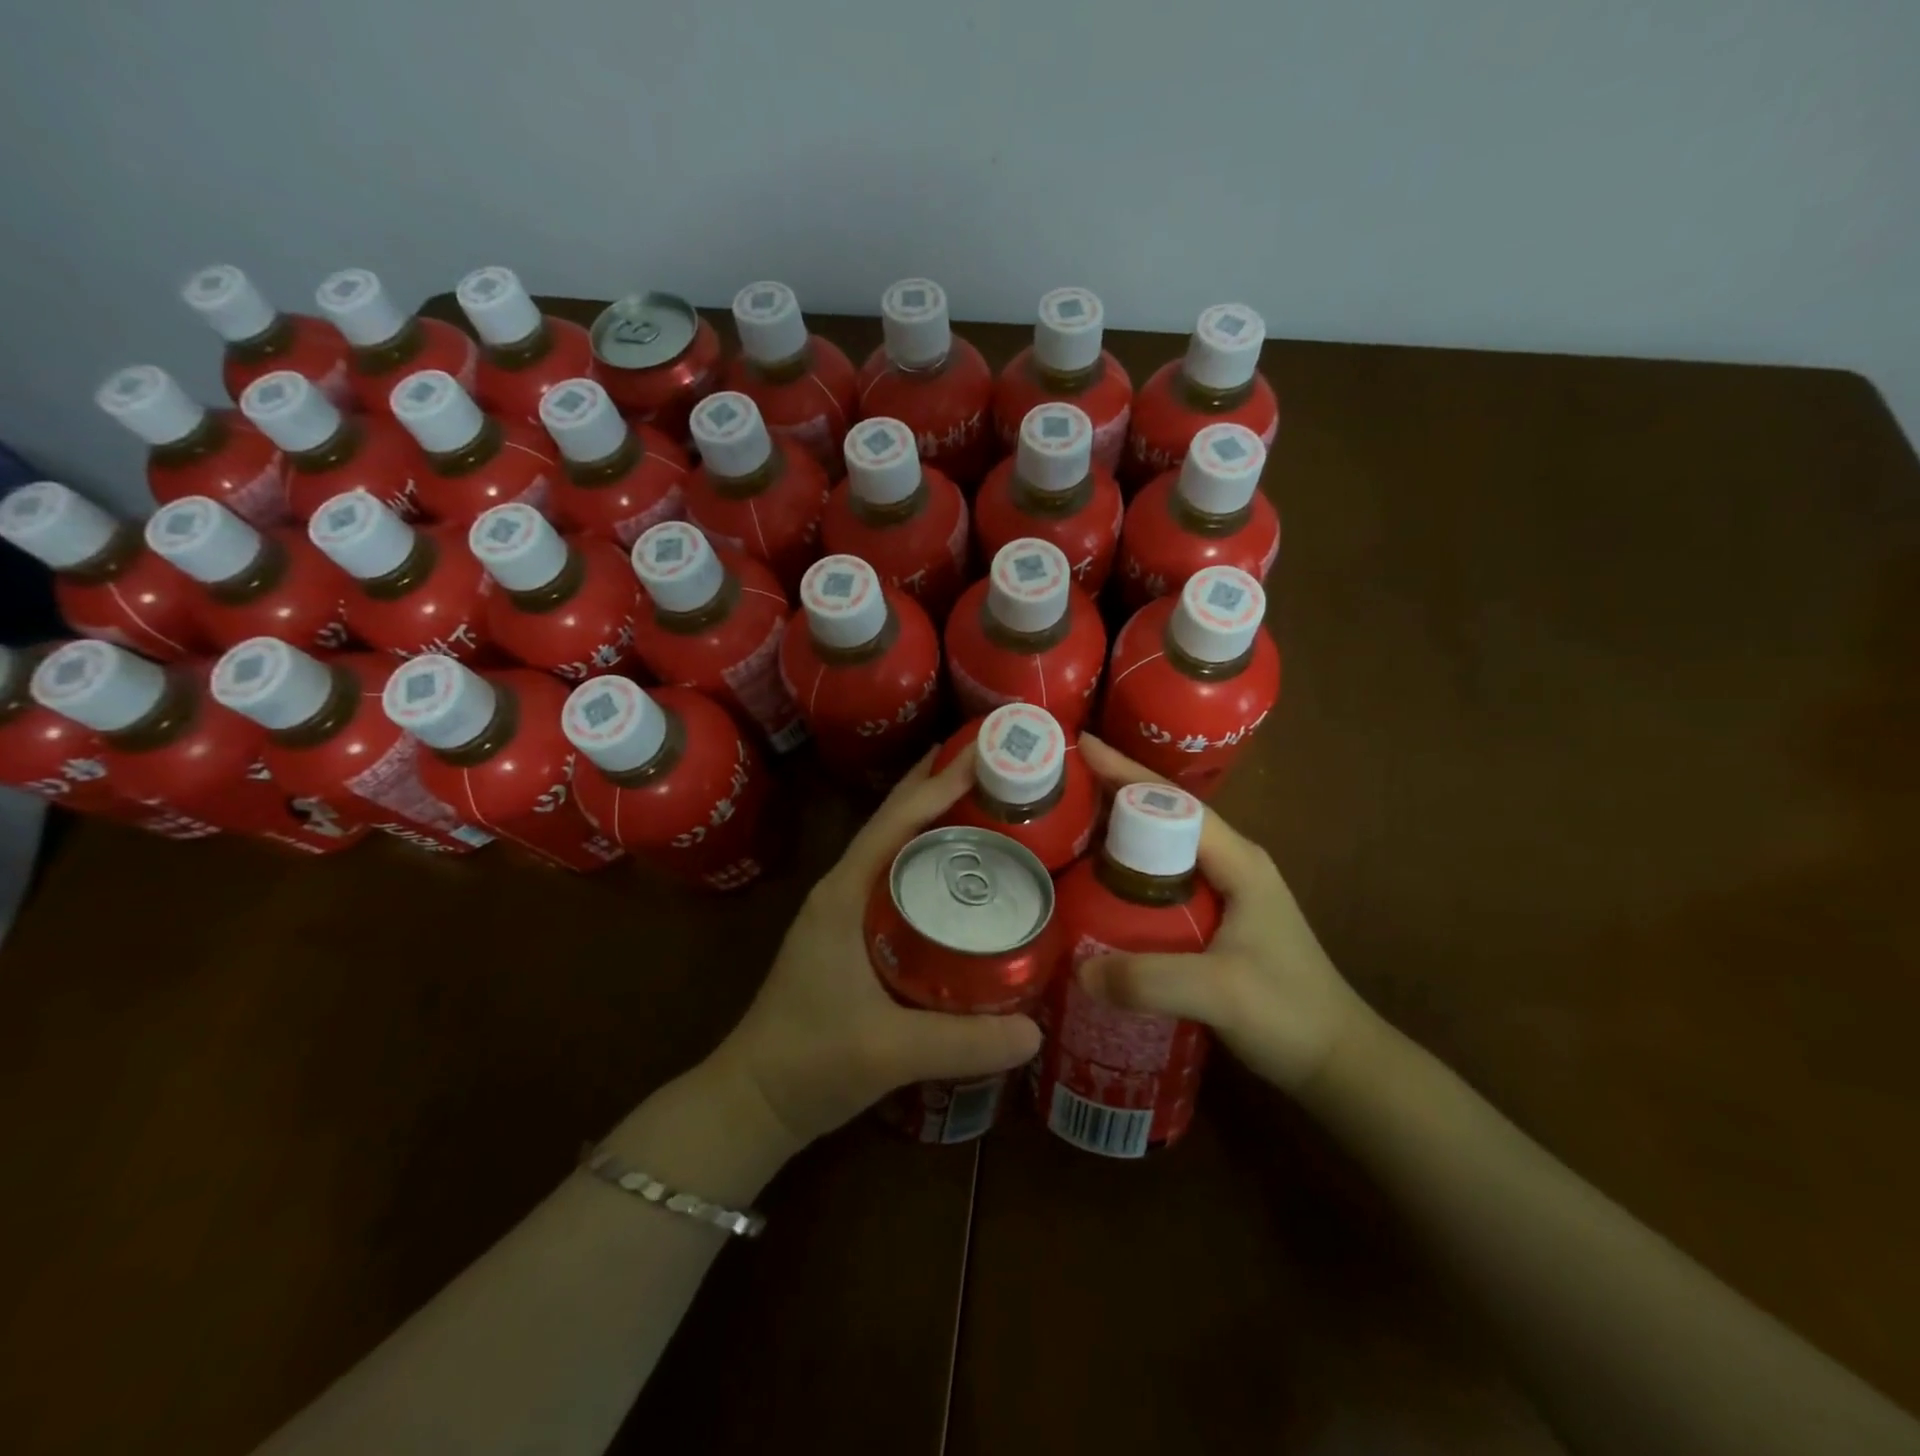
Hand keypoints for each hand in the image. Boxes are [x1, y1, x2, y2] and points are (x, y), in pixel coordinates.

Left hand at [710, 747, 1044, 1146]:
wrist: (753, 1101)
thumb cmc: (809, 1062)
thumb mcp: (889, 1052)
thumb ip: (963, 1042)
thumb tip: (1037, 1031)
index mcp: (843, 895)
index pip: (894, 824)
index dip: (938, 787)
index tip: (982, 754)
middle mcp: (842, 890)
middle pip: (894, 823)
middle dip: (936, 787)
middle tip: (990, 764)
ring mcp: (844, 912)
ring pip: (894, 849)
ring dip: (931, 820)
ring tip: (983, 803)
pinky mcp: (851, 935)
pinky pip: (895, 879)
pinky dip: (927, 861)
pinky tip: (959, 873)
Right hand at [1074, 735, 1372, 1093]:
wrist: (1337, 1061)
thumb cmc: (1289, 1013)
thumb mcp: (1220, 993)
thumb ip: (1149, 979)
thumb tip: (1077, 969)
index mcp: (1238, 860)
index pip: (1175, 804)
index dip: (1126, 774)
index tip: (1082, 747)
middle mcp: (1231, 864)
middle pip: (1164, 816)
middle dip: (1114, 794)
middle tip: (1062, 786)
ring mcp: (1225, 892)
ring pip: (1161, 847)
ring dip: (1119, 833)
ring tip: (1069, 827)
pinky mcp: (1215, 920)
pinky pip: (1160, 881)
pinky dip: (1127, 872)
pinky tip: (1097, 887)